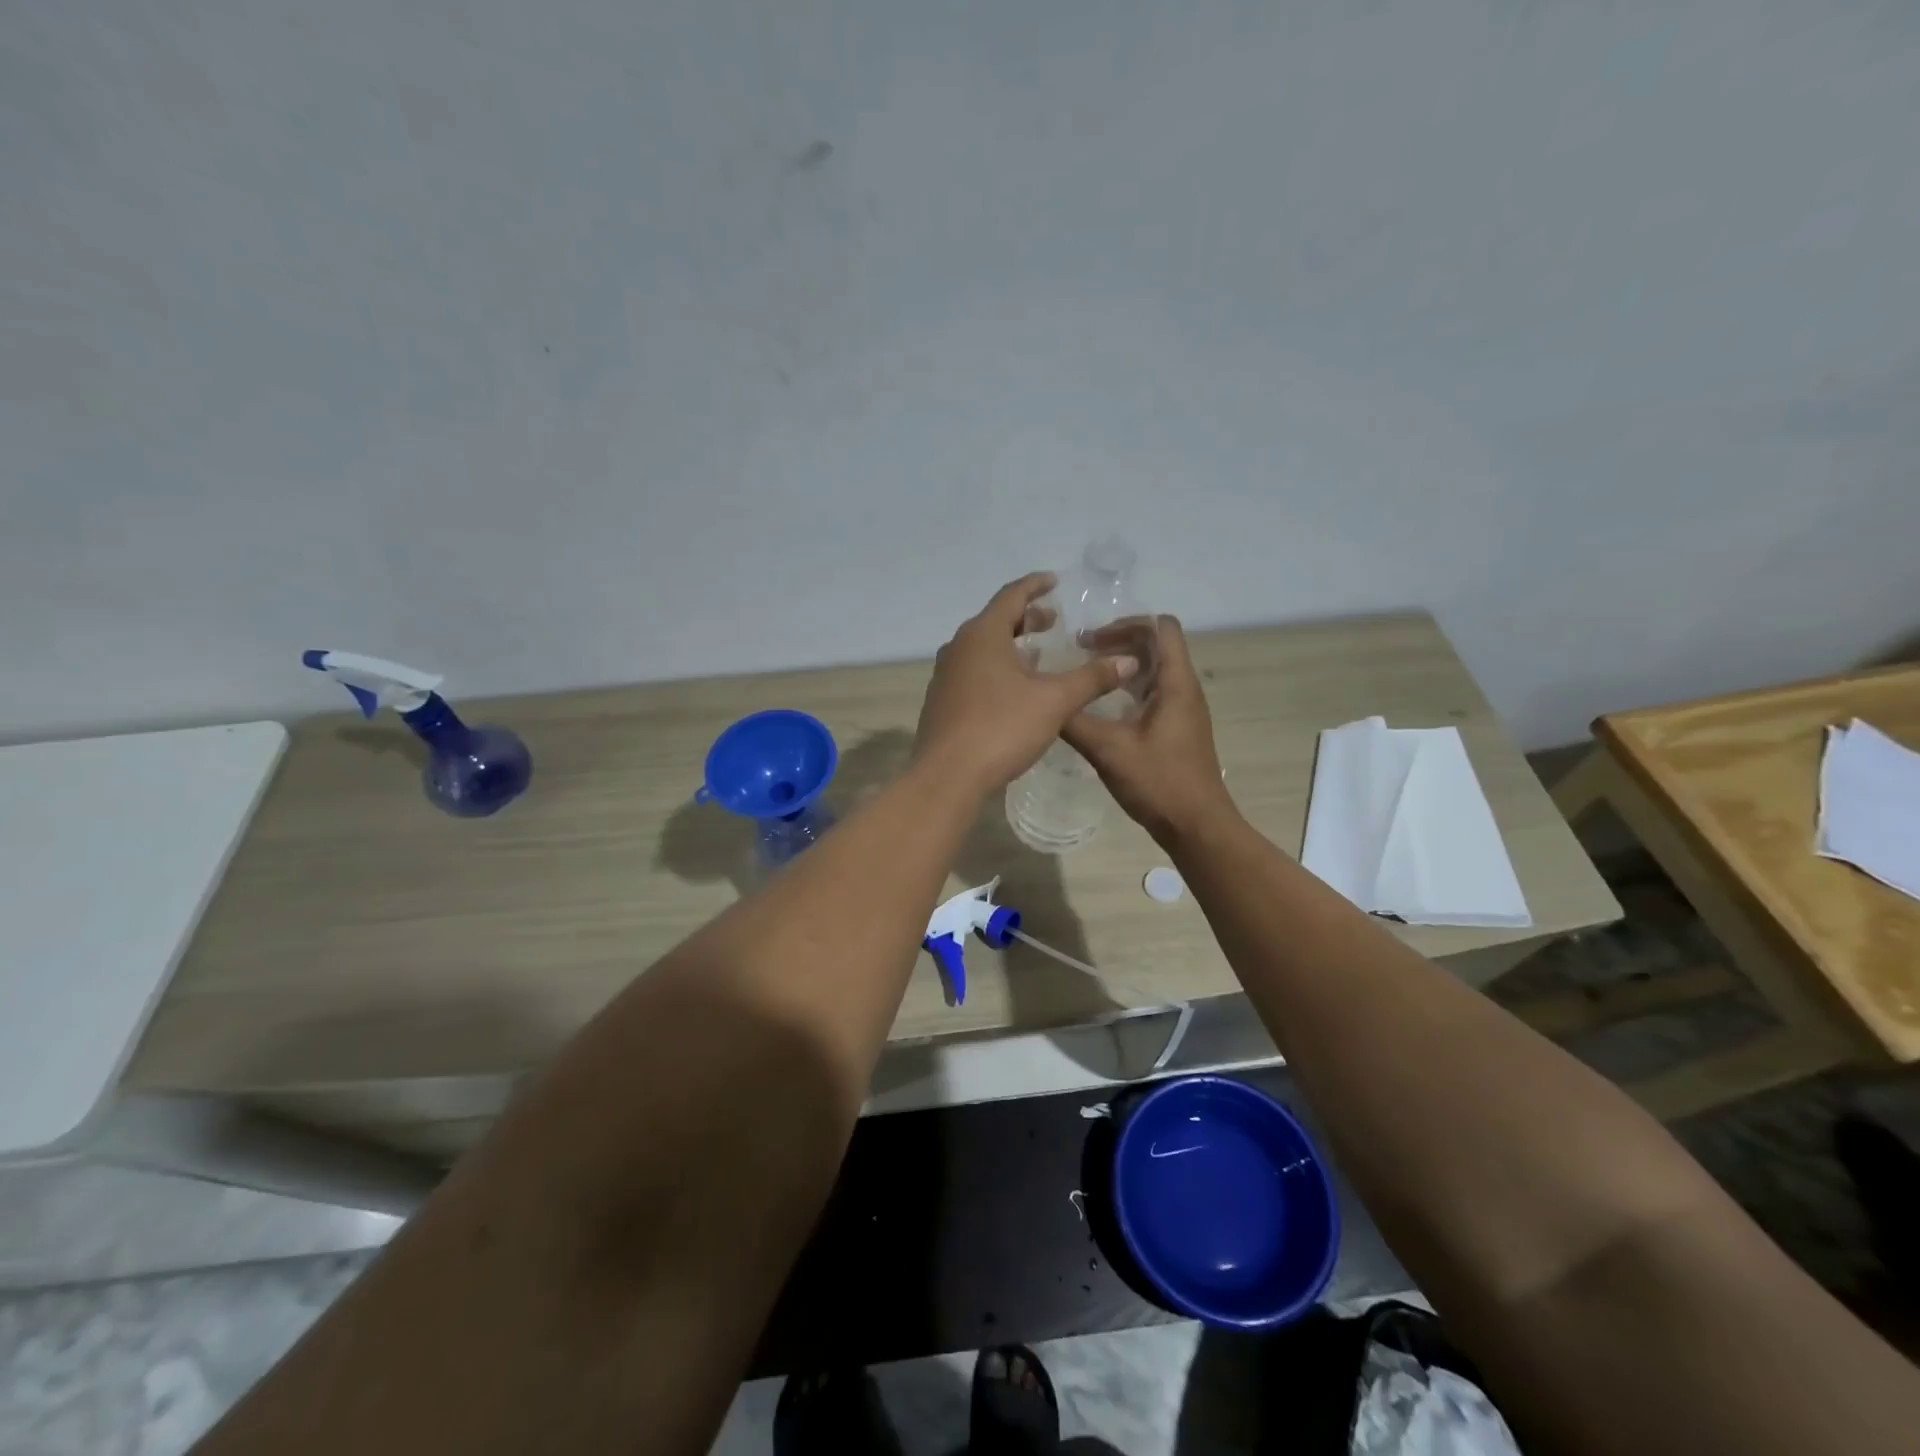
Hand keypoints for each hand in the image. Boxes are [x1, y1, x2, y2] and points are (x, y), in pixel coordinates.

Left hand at [915, 574, 1139, 795]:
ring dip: (1010, 645)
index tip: (1054, 581)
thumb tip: (1128, 661)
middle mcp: (959, 647)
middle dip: (1025, 617)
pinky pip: (973, 671)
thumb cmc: (1001, 728)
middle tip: (1052, 621)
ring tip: (1038, 653)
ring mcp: (946, 675)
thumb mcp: (1054, 702)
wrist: (946, 777)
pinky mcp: (942, 701)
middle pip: (995, 620)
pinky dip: (996, 667)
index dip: (1035, 586)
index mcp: (983, 634)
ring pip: (982, 647)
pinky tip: (1013, 689)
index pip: (1012, 596)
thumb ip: (1091, 678)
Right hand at [1062, 616, 1236, 845]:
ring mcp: (1183, 710)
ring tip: (1086, 675)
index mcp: (1176, 683)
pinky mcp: (1177, 728)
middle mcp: (1184, 689)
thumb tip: (1043, 698)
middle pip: (1157, 645)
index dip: (1126, 623)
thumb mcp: (1108, 749)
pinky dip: (1127, 689)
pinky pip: (1153, 693)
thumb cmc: (1158, 782)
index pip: (1161, 627)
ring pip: (1154, 670)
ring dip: (1122, 666)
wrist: (1196, 826)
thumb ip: (1074, 720)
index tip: (1090, 640)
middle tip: (1081, 653)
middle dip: (1119, 641)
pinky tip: (1101, 707)